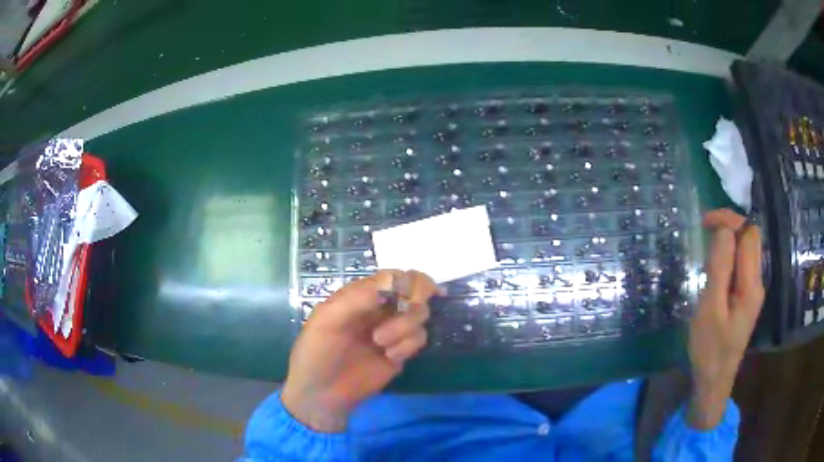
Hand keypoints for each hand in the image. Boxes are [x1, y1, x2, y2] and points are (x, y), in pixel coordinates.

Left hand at [281, 270, 440, 431]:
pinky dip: (407, 346)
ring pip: (420, 314)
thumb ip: (358, 298)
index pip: (394, 275)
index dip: (406, 282)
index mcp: (360, 294)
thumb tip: (395, 281)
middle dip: (414, 300)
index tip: (403, 298)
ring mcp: (392, 329)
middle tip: (406, 309)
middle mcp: (380, 307)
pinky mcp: (401, 351)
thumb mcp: (328, 319)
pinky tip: (389, 357)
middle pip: (416, 288)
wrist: (322, 394)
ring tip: (380, 343)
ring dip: (404, 327)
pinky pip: (420, 338)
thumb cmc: (317, 352)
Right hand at [687, 209, 764, 428]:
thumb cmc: (709, 350)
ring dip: (731, 239)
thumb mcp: (710, 310)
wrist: (714, 381)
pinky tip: (716, 265)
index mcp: (751, 285)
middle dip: (731, 224)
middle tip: (707, 229)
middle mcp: (757, 282)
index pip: (748, 234)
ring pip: (748, 250)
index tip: (705, 223)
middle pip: (752, 238)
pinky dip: (730, 255)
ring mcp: (753, 290)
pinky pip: (743, 264)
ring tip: (709, 244)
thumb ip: (720, 269)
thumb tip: (725, 230)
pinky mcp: (746, 297)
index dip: (730, 219)